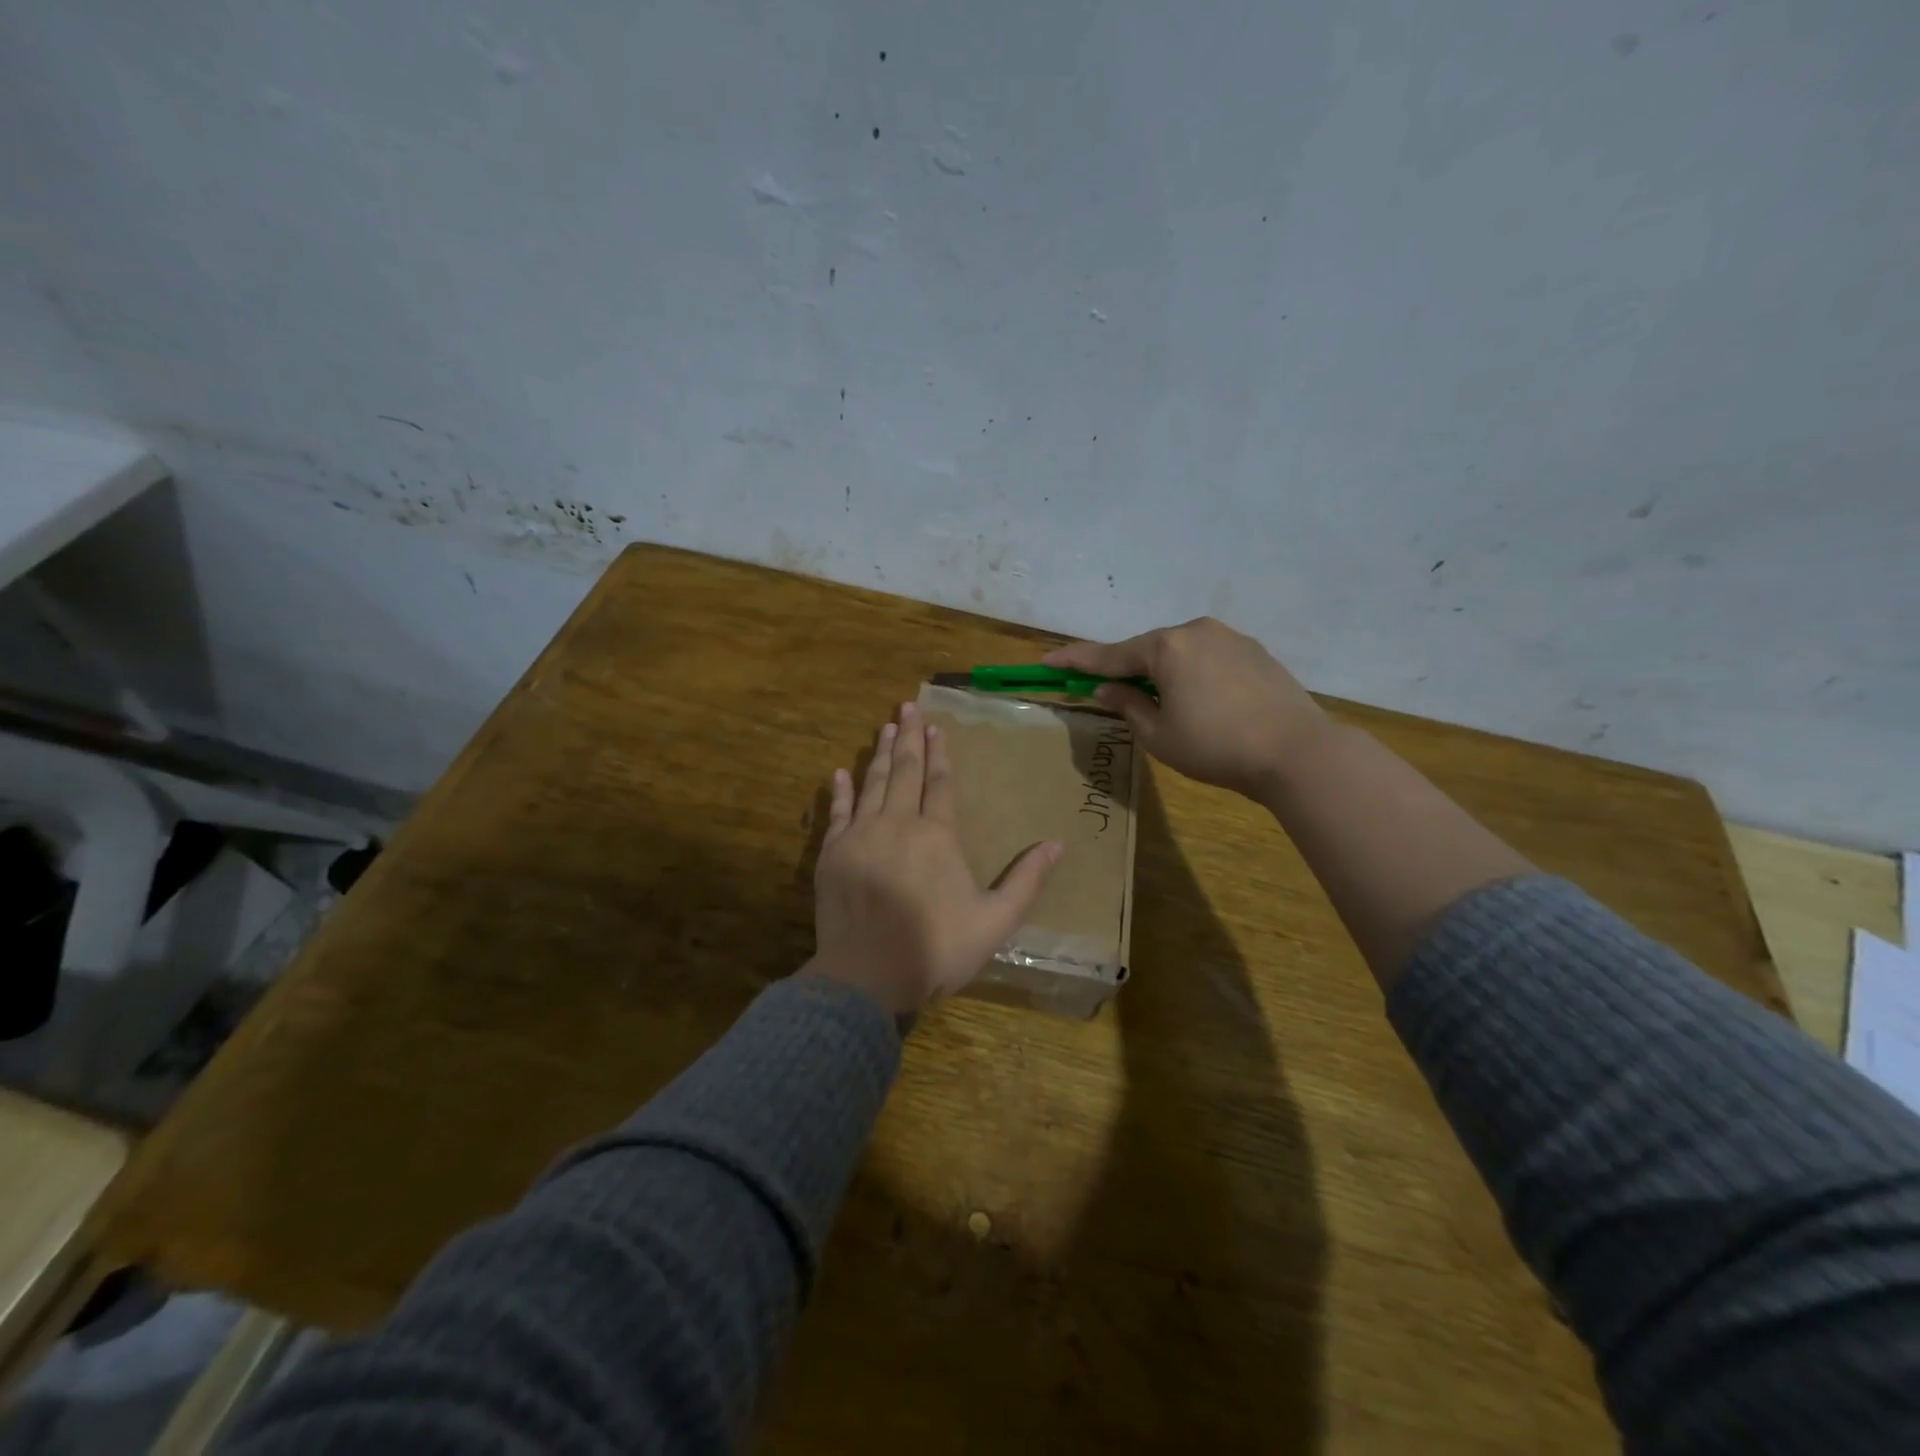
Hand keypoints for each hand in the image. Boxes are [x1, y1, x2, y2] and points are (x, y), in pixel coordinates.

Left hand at [807, 701, 1062, 1018]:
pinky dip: (839, 791)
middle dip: (908, 738)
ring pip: (872, 784)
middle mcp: (898, 824)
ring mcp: (860, 836)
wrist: (866, 976)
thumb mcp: (994, 921)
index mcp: (937, 836)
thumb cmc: (935, 949)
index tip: (936, 727)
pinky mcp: (832, 854)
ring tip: (884, 728)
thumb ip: (1026, 881)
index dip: (940, 754)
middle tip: (907, 707)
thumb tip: (1058, 844)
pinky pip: (837, 813)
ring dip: (880, 754)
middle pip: (905, 772)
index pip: (940, 783)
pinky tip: (840, 772)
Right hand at [1045, 617, 1328, 801]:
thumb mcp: (1159, 734)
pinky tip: (1198, 700)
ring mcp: (1229, 637)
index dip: (1074, 660)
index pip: (1108, 655)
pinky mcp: (1254, 651)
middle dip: (1124, 669)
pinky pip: (1207, 657)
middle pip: (1146, 650)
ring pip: (1179, 652)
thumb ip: (1128, 705)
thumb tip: (1106, 688)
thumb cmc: (1216, 747)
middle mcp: (1196, 631)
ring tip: (1157, 702)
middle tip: (1104, 688)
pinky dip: (1191, 673)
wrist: (1296, 752)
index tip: (1046, 660)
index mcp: (1167, 647)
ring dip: (1160, 672)